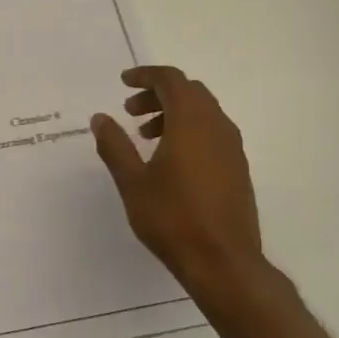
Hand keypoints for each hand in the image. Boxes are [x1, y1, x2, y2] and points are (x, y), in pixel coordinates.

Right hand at [91, 67, 268, 307]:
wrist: (223, 262)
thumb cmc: (172, 218)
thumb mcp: (132, 182)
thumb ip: (115, 145)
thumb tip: (101, 118)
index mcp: (192, 123)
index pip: (172, 80)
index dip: (146, 76)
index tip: (123, 82)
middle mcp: (217, 128)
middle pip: (190, 92)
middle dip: (158, 94)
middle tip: (130, 110)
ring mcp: (232, 149)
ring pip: (203, 112)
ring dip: (173, 113)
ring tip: (145, 135)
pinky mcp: (238, 169)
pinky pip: (212, 132)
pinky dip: (189, 131)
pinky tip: (169, 159)